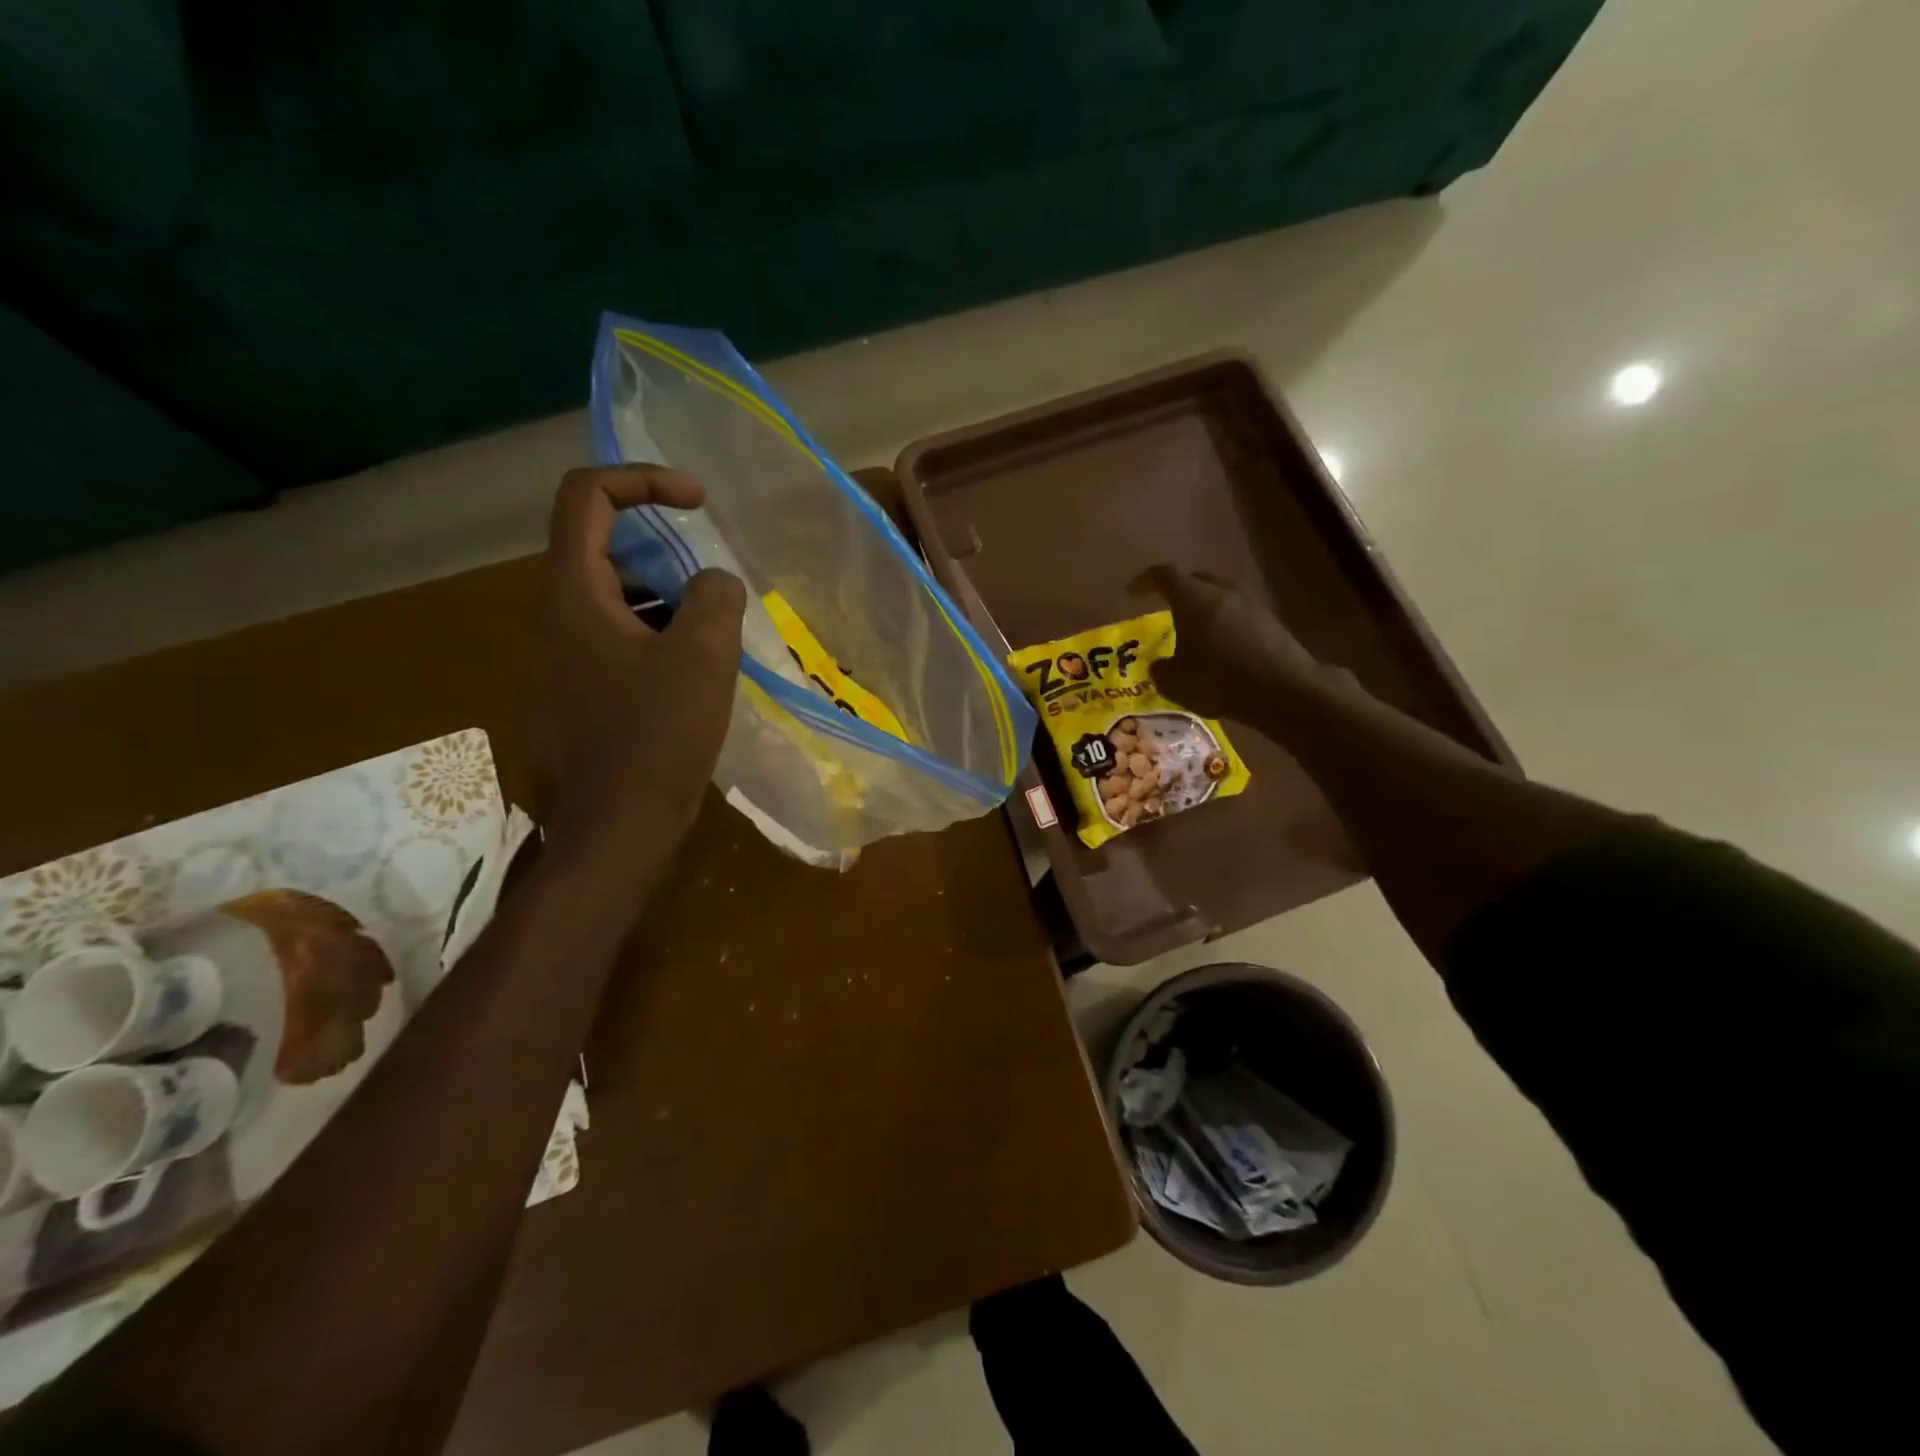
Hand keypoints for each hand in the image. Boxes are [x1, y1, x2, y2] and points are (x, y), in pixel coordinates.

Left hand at [530, 466, 745, 859]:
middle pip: (603, 552)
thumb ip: (715, 597)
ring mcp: (558, 664)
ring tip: (713, 643)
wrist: (614, 831)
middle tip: (713, 593)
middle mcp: (552, 620)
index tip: (698, 503)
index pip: (586, 496)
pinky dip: (654, 643)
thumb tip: (712, 584)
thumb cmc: (656, 738)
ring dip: (665, 605)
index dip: (643, 480)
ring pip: (613, 604)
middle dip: (665, 557)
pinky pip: (614, 647)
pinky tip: (692, 683)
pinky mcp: (573, 699)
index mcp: (572, 595)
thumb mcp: (703, 656)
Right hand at [1136, 565, 1342, 722]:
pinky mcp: (1270, 621)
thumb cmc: (1219, 679)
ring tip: (1194, 631)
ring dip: (1205, 608)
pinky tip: (1221, 647)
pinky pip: (1238, 614)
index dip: (1144, 581)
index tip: (1132, 592)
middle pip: (1196, 580)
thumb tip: (1159, 666)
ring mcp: (1251, 603)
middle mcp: (1222, 591)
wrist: (1284, 690)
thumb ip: (1161, 670)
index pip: (1163, 575)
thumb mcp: (1175, 682)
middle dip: (1179, 591)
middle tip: (1166, 609)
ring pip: (1220, 596)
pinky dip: (1225, 624)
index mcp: (1193, 597)